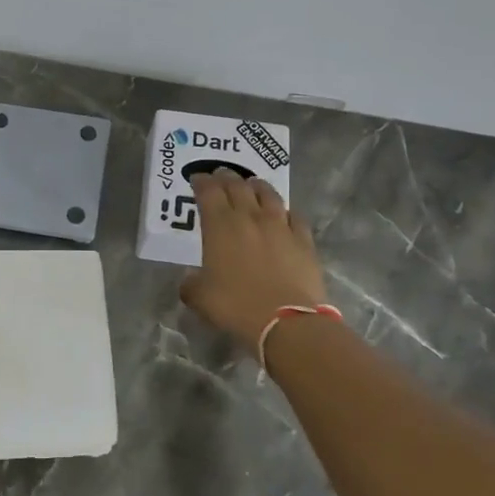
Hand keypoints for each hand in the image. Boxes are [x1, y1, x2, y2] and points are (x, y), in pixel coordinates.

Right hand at [179, 171, 327, 348]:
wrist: (287, 320)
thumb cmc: (236, 306)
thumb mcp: (201, 299)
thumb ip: (192, 284)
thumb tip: (190, 280)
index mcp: (220, 226)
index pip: (208, 192)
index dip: (201, 182)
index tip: (197, 178)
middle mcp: (250, 217)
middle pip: (237, 186)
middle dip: (226, 177)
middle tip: (220, 174)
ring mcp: (280, 226)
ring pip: (268, 194)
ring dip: (257, 186)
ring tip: (252, 183)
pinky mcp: (303, 239)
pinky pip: (294, 216)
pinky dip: (286, 211)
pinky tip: (284, 214)